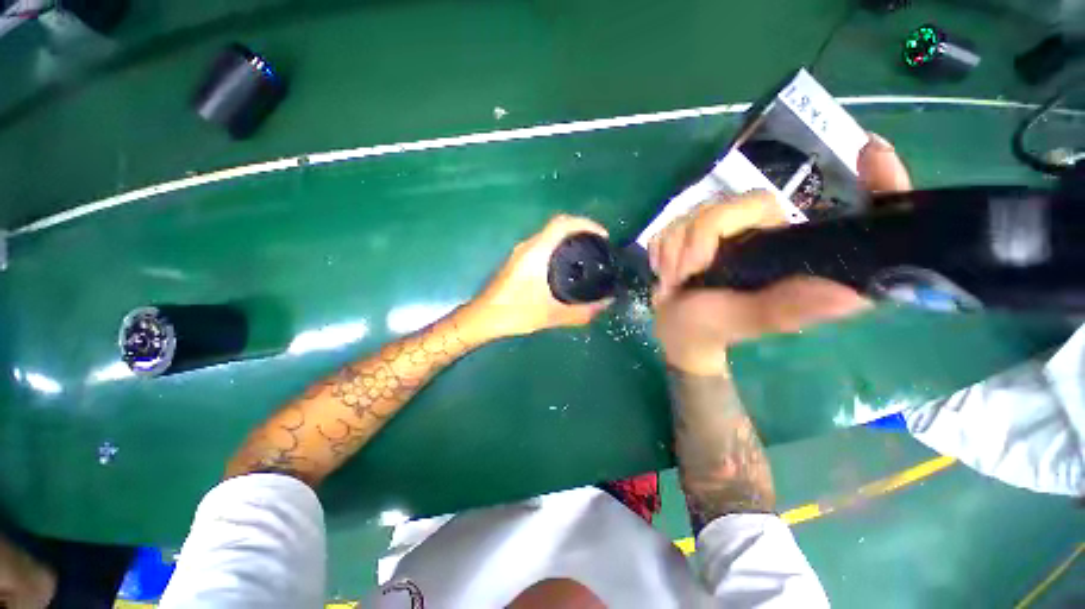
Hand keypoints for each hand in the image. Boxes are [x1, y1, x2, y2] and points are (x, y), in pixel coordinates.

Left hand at [470, 214, 613, 338]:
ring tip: (588, 254)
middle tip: (599, 247)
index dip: (586, 224)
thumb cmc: (515, 312)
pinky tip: (567, 266)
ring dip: (569, 238)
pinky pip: (543, 244)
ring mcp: (521, 252)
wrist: (484, 317)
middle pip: (558, 226)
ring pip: (549, 235)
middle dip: (581, 230)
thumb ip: (581, 312)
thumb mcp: (551, 315)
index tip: (603, 236)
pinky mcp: (518, 260)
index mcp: (536, 252)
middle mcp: (528, 246)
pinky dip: (559, 247)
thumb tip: (606, 304)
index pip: (562, 223)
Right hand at [652, 134, 911, 374]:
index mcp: (797, 252)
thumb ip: (788, 307)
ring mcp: (730, 228)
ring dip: (677, 249)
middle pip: (743, 203)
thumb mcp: (750, 321)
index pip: (849, 209)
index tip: (872, 154)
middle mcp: (771, 233)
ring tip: (676, 279)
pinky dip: (663, 249)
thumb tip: (849, 294)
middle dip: (703, 236)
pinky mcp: (696, 229)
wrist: (675, 328)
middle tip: (690, 272)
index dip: (875, 181)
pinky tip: (668, 271)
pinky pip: (673, 222)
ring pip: (697, 212)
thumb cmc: (715, 327)